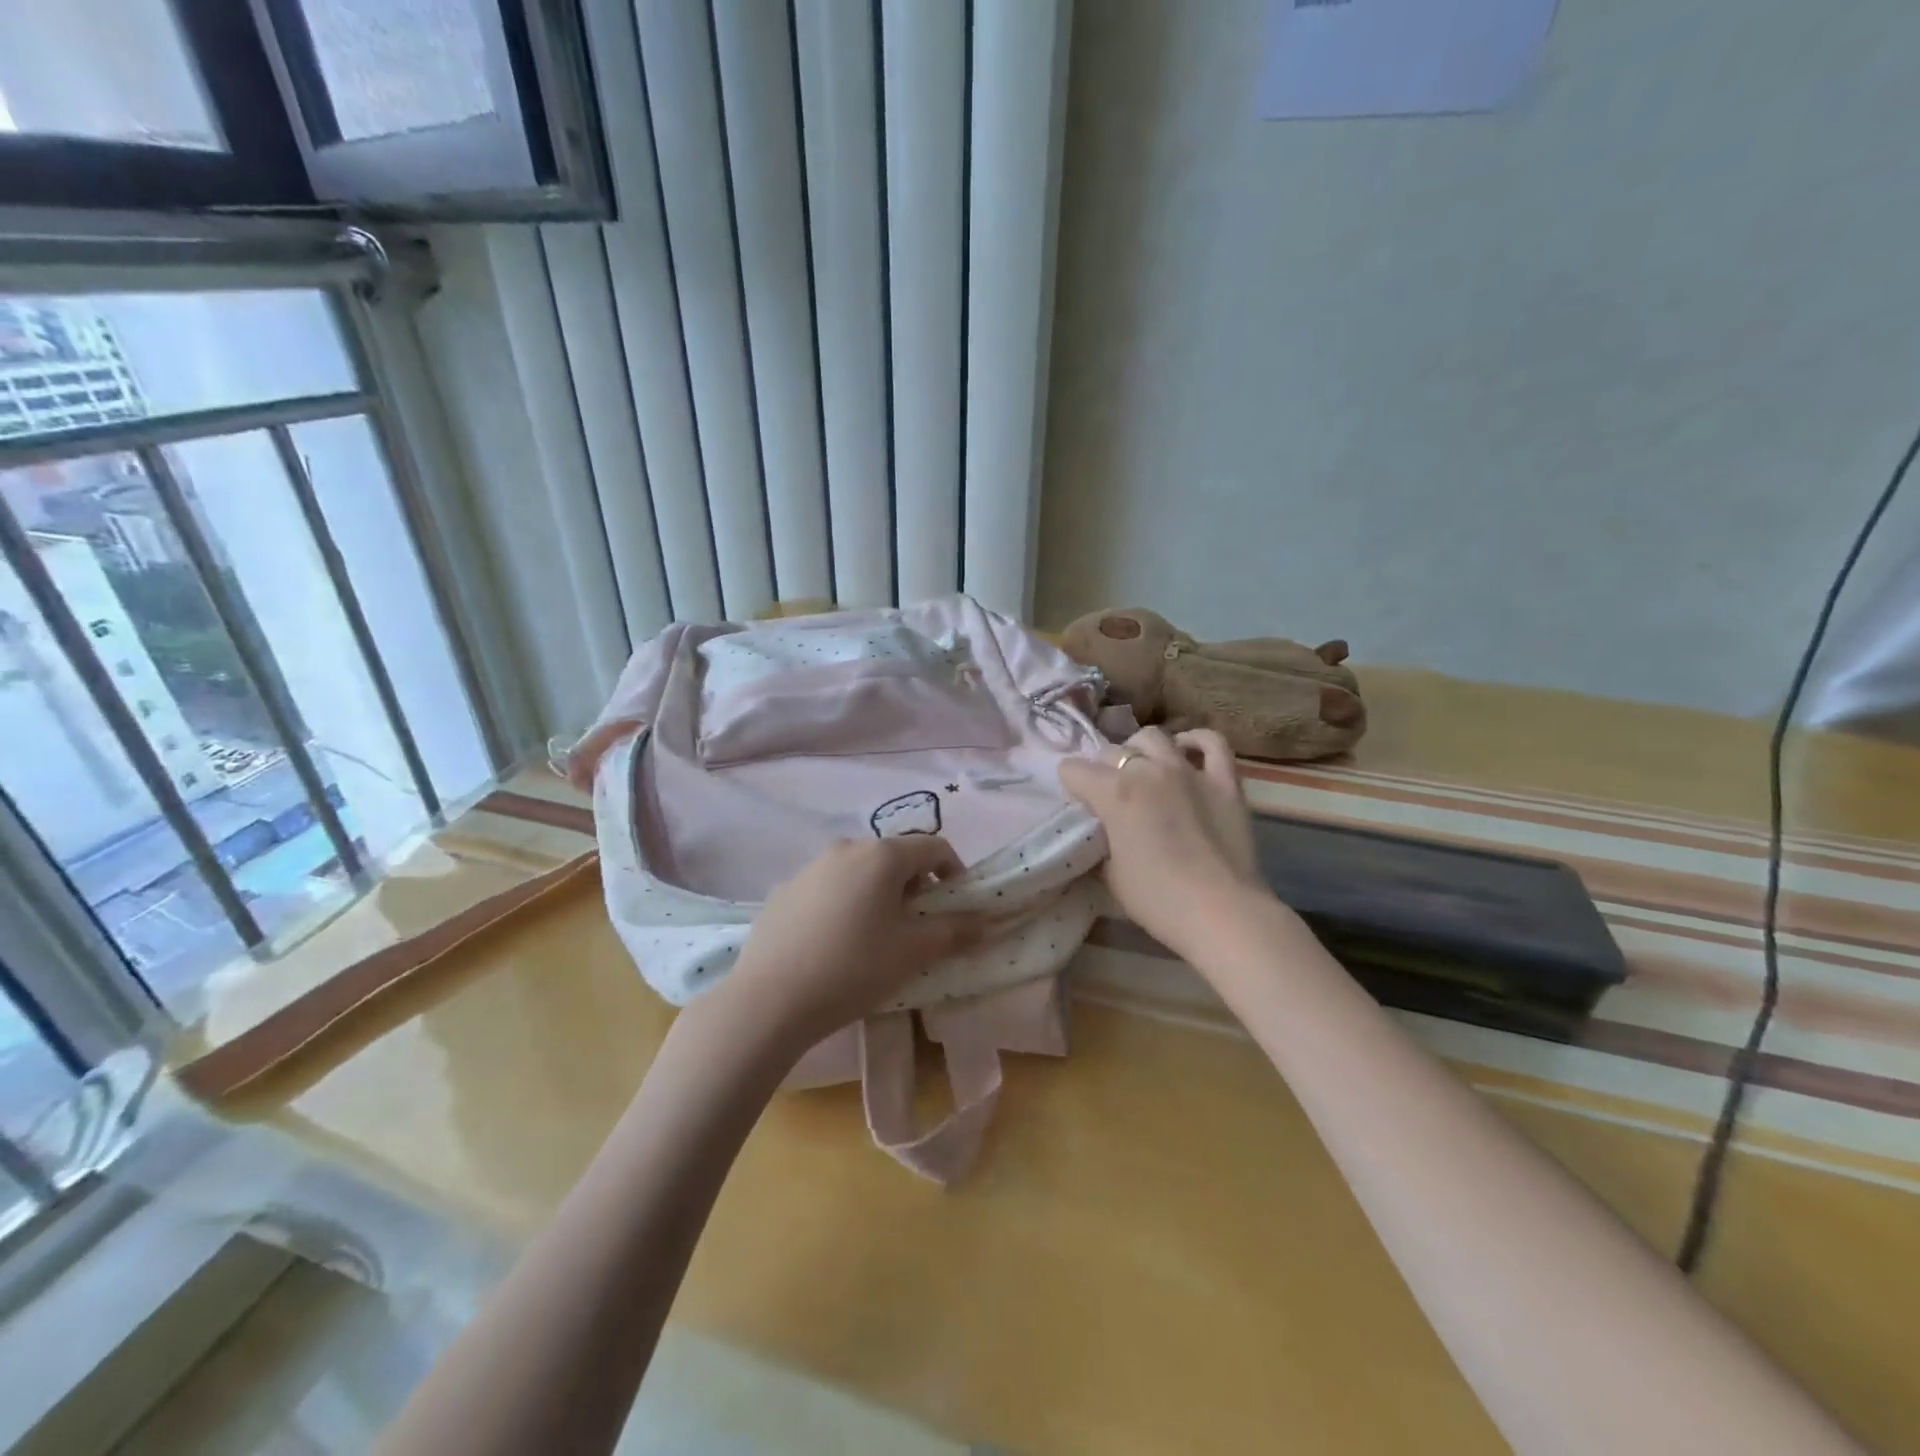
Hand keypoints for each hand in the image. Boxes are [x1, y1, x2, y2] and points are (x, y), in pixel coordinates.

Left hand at [717, 836, 985, 1049]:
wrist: (769, 1000)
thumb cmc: (854, 968)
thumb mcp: (913, 952)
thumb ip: (954, 930)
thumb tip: (983, 920)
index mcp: (882, 855)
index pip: (934, 847)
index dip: (954, 872)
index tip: (955, 907)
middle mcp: (846, 848)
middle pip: (895, 857)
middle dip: (915, 886)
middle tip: (917, 927)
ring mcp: (810, 867)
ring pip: (860, 872)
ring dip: (878, 895)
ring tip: (875, 938)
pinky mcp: (784, 890)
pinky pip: (828, 888)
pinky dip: (844, 904)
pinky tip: (835, 944)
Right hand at [1059, 727, 1269, 958]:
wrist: (1221, 913)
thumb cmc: (1157, 899)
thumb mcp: (1109, 873)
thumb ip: (1100, 840)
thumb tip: (1102, 832)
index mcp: (1114, 792)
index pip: (1073, 770)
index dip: (1071, 786)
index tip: (1078, 805)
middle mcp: (1148, 770)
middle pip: (1112, 752)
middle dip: (1103, 770)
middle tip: (1109, 796)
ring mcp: (1189, 770)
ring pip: (1154, 737)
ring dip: (1140, 750)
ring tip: (1143, 770)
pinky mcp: (1225, 781)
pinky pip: (1212, 743)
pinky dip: (1195, 742)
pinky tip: (1186, 751)